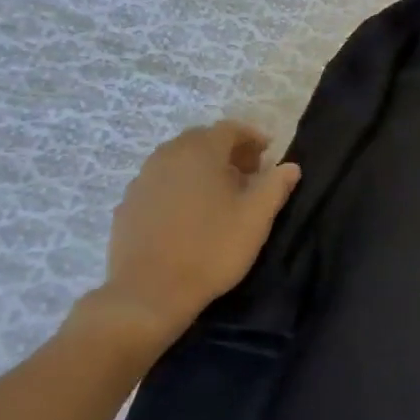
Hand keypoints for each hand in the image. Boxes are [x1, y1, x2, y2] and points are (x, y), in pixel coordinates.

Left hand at [73, 121, 300, 356]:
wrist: (151, 290)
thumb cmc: (212, 249)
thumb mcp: (256, 219)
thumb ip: (275, 187)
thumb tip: (290, 166)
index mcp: (200, 153)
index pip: (229, 129)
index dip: (252, 137)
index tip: (268, 153)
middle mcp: (167, 156)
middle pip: (201, 140)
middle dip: (227, 150)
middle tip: (248, 172)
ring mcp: (142, 178)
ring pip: (177, 159)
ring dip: (202, 167)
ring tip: (220, 192)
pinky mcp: (128, 203)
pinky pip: (160, 181)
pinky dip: (179, 184)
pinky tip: (189, 212)